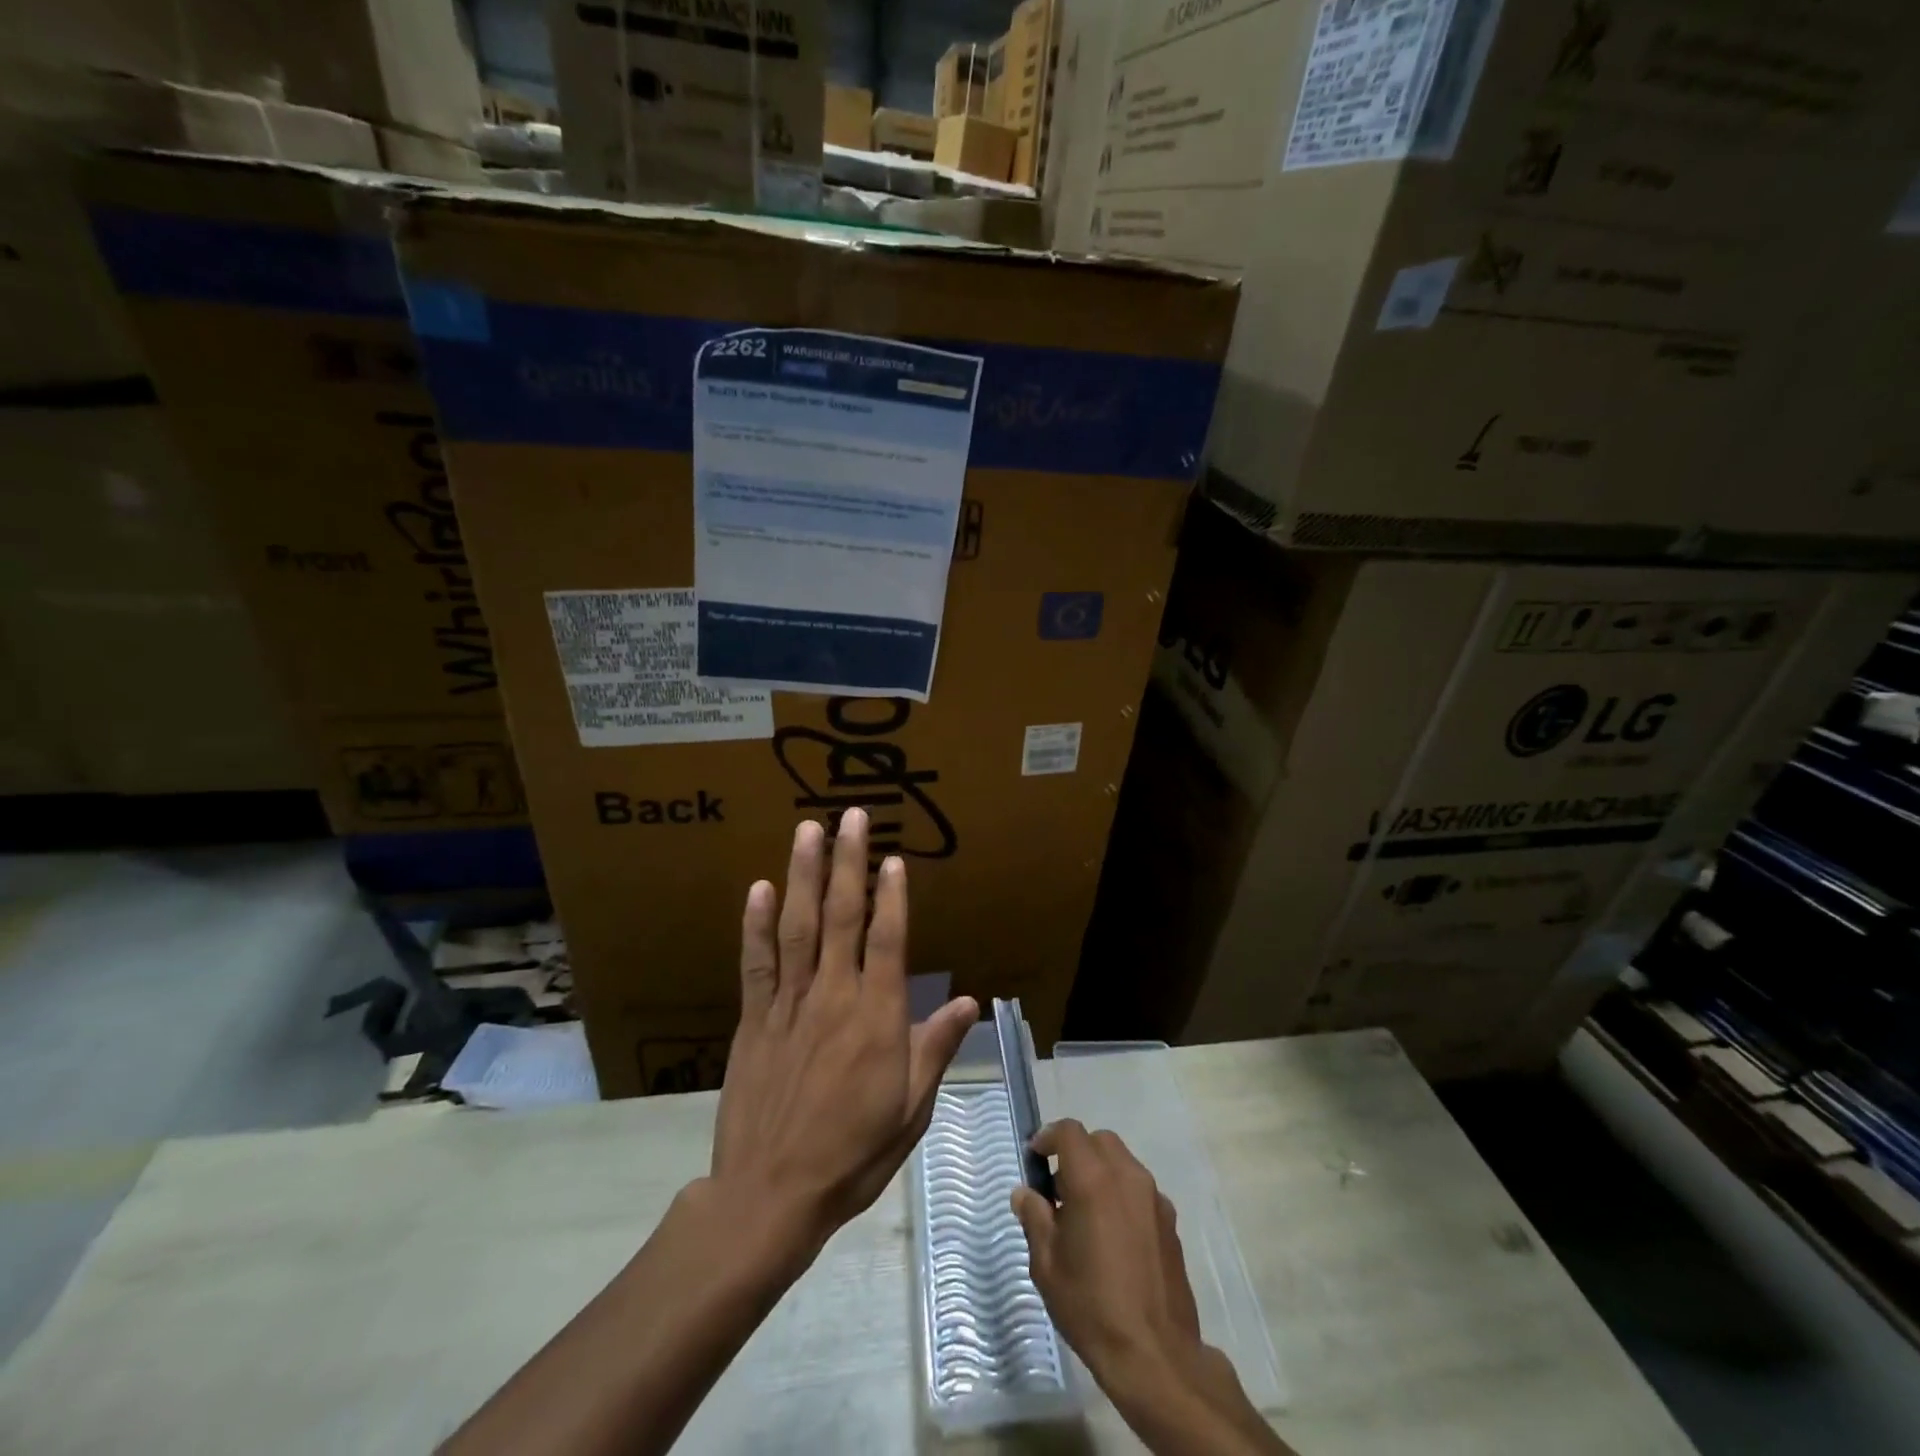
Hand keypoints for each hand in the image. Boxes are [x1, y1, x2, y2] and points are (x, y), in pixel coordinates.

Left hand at [708, 810, 977, 1270]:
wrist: (770, 1196)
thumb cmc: (852, 1154)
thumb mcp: (910, 1109)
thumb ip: (934, 1047)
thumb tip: (968, 1001)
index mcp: (876, 1018)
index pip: (887, 941)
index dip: (892, 896)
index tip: (894, 857)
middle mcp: (833, 998)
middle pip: (842, 918)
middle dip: (848, 863)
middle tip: (852, 816)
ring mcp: (788, 1005)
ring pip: (798, 927)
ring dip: (804, 875)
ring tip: (808, 831)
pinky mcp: (753, 1019)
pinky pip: (756, 963)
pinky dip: (757, 924)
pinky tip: (760, 888)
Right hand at [1013, 1122, 1288, 1454]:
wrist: (1155, 1355)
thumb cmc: (1091, 1306)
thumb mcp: (1047, 1265)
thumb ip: (1034, 1219)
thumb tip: (1025, 1194)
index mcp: (1093, 1179)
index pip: (1069, 1131)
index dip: (1048, 1137)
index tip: (1035, 1158)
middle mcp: (1127, 1176)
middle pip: (1098, 1140)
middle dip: (1076, 1152)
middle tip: (1058, 1187)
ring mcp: (1153, 1197)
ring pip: (1122, 1161)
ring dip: (1100, 1171)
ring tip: (1085, 1213)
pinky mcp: (1170, 1221)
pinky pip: (1140, 1189)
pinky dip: (1121, 1194)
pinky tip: (1113, 1235)